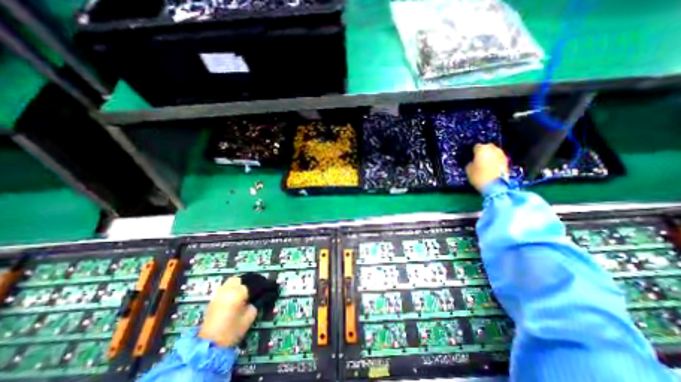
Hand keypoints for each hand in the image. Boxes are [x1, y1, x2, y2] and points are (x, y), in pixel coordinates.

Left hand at [200, 276, 259, 347]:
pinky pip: (225, 288)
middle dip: (249, 282)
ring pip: (231, 281)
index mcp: (238, 293)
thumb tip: (260, 296)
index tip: (267, 288)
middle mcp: (228, 289)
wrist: (209, 346)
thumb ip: (256, 303)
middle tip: (255, 289)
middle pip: (241, 279)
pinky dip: (231, 288)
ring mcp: (219, 294)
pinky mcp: (213, 300)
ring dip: (239, 284)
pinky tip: (235, 296)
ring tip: (245, 291)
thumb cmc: (232, 331)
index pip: (253, 284)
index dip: (261, 285)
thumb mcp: (250, 316)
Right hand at [466, 144, 506, 190]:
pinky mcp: (507, 161)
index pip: (476, 146)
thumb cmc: (479, 176)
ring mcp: (502, 154)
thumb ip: (470, 163)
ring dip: (490, 156)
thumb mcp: (468, 170)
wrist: (495, 186)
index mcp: (482, 149)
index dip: (473, 151)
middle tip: (478, 159)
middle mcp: (493, 149)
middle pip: (487, 147)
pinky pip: (498, 158)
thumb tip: (472, 162)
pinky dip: (495, 161)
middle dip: (483, 152)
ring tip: (485, 163)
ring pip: (494, 152)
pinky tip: (491, 167)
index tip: (471, 156)